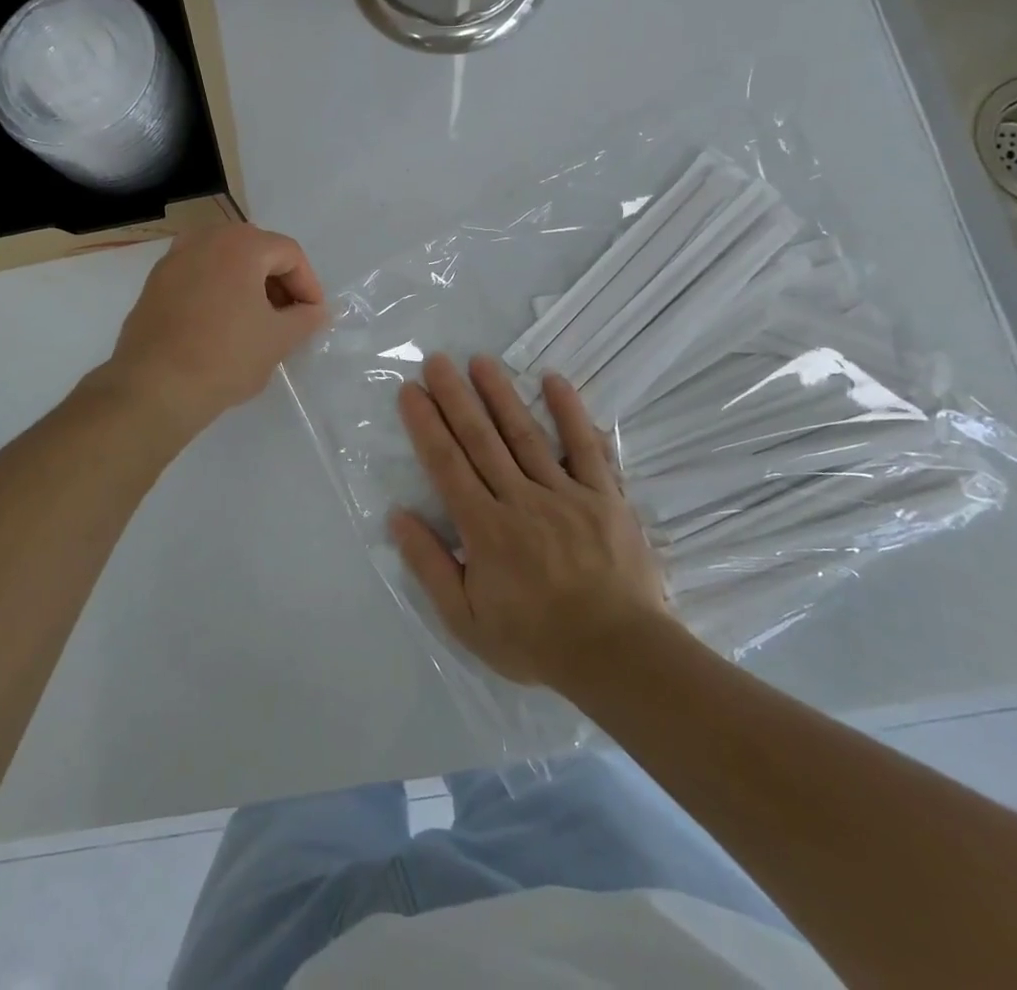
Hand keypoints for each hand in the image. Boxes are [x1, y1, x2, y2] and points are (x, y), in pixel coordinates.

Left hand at [108, 223, 326, 434]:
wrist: (155, 386)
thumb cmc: (226, 356)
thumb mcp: (278, 340)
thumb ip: (305, 318)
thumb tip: (314, 311)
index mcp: (240, 244)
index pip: (289, 253)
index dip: (308, 284)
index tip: (313, 316)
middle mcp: (205, 239)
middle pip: (256, 250)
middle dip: (277, 281)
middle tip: (287, 317)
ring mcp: (174, 258)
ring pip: (224, 261)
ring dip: (247, 285)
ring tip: (256, 322)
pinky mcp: (154, 283)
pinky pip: (198, 276)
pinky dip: (217, 291)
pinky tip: (221, 325)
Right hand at [390, 354, 673, 688]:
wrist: (618, 655)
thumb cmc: (535, 640)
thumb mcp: (466, 620)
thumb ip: (430, 566)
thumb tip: (398, 516)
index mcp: (485, 528)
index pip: (446, 464)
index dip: (426, 425)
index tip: (410, 391)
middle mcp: (520, 499)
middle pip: (480, 439)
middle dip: (455, 397)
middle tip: (437, 361)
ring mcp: (565, 493)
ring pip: (525, 434)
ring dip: (500, 395)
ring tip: (480, 361)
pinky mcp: (603, 495)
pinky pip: (585, 447)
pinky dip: (570, 412)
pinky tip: (554, 380)